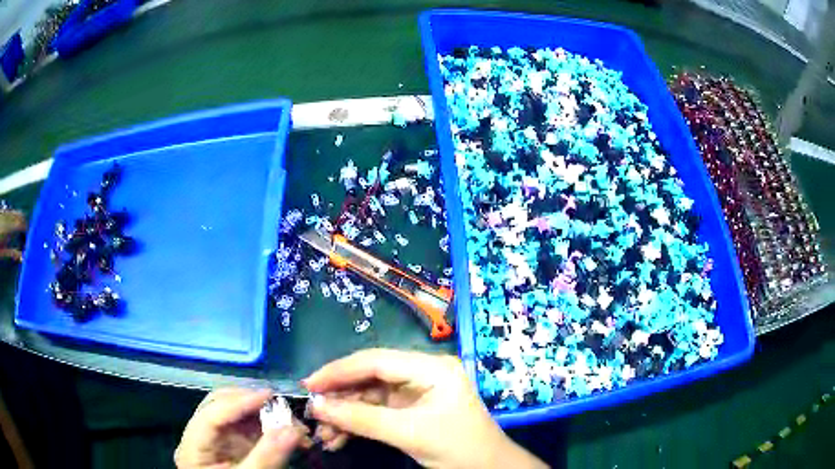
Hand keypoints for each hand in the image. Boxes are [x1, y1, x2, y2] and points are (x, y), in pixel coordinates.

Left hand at [175, 388, 304, 468]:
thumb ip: (266, 457)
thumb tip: (293, 430)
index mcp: (192, 446)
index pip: (212, 414)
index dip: (240, 402)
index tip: (270, 395)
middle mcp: (199, 435)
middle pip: (220, 406)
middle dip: (253, 404)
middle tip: (284, 409)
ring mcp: (213, 439)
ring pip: (235, 414)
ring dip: (263, 415)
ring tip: (292, 424)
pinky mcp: (228, 445)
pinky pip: (245, 428)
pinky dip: (266, 427)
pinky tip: (286, 434)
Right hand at [303, 349, 546, 468]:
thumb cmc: (458, 448)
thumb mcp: (408, 434)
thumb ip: (361, 419)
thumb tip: (316, 406)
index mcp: (431, 367)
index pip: (376, 361)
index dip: (339, 371)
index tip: (308, 385)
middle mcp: (422, 373)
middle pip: (370, 377)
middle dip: (340, 397)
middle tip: (311, 411)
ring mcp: (416, 392)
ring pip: (369, 397)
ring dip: (345, 415)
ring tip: (324, 434)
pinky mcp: (411, 410)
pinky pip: (376, 411)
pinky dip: (357, 424)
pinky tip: (338, 438)